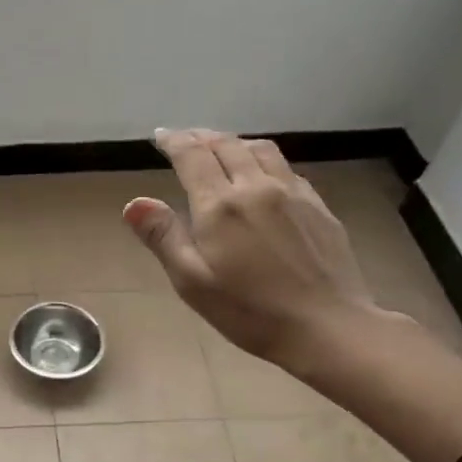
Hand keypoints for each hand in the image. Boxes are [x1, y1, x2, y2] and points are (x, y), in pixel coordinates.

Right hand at [124, 129, 388, 375]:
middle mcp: (256, 187)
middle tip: (185, 139)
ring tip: (221, 147)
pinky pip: (286, 168)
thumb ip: (163, 237)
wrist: (326, 325)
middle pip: (227, 145)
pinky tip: (263, 174)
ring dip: (234, 142)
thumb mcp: (192, 282)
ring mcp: (293, 193)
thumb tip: (135, 202)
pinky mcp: (318, 206)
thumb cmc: (249, 310)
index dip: (174, 142)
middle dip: (201, 137)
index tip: (160, 137)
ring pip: (260, 150)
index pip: (192, 157)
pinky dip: (263, 160)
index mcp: (220, 205)